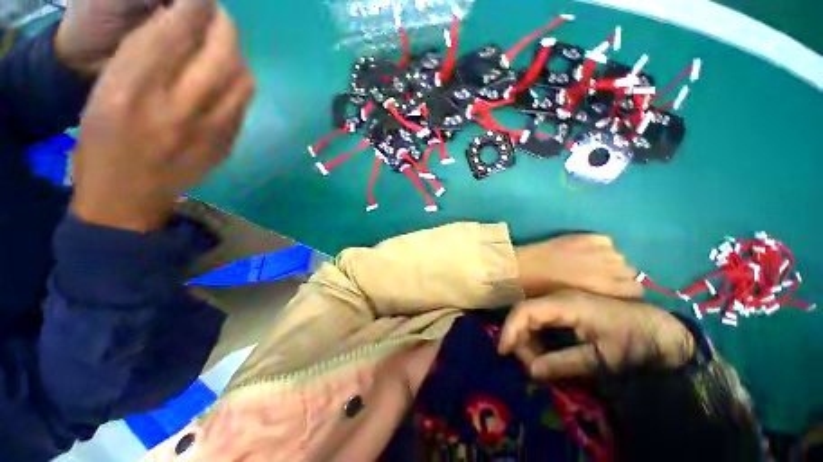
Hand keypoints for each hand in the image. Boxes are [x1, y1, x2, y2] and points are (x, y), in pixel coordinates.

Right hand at [71, 0, 254, 231]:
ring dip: (237, 57)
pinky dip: (239, 85)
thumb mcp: (105, 89)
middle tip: (218, 17)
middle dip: (225, 25)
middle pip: (221, 52)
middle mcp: (178, 108)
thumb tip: (181, 25)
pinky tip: (226, 81)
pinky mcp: (227, 146)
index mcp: (133, 89)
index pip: (176, 30)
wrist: (128, 199)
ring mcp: (210, 131)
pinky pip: (244, 105)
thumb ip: (143, 54)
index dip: (194, 6)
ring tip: (224, 50)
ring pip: (243, 79)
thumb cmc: (102, 143)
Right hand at [498, 290, 693, 379]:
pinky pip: (542, 320)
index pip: (525, 311)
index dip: (510, 329)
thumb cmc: (635, 342)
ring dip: (528, 339)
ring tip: (537, 363)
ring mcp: (562, 302)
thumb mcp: (603, 359)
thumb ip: (565, 364)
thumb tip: (531, 371)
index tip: (503, 352)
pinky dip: (538, 337)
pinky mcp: (566, 309)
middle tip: (527, 366)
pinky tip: (545, 353)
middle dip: (520, 339)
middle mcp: (558, 298)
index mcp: (566, 304)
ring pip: (531, 316)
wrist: (662, 330)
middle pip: (525, 313)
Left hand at [515, 234, 641, 297]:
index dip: (626, 291)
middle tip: (602, 277)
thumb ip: (598, 297)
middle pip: (631, 271)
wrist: (522, 269)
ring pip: (619, 256)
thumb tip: (609, 295)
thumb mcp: (575, 302)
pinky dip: (599, 246)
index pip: (636, 289)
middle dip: (619, 276)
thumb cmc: (544, 292)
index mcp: (605, 289)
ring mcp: (597, 250)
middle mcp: (608, 268)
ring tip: (592, 263)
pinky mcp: (584, 237)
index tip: (614, 291)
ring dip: (609, 260)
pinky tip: (585, 250)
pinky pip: (605, 241)